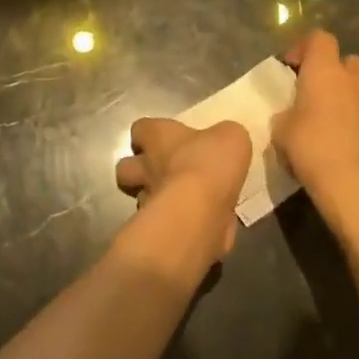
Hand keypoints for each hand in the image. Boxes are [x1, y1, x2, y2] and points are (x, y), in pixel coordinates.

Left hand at [115, 117, 250, 262]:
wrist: (199, 212)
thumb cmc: (209, 163)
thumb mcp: (230, 136)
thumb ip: (224, 136)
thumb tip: (223, 142)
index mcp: (157, 137)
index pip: (141, 128)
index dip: (150, 133)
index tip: (165, 139)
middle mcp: (145, 166)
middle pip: (127, 167)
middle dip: (139, 170)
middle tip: (164, 172)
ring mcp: (147, 201)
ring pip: (140, 197)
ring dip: (155, 198)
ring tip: (181, 201)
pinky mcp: (157, 230)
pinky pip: (162, 225)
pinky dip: (175, 224)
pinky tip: (196, 223)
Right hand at [271, 30, 358, 201]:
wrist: (357, 184)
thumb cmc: (312, 150)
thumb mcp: (281, 131)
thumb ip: (286, 114)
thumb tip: (293, 116)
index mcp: (324, 72)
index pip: (319, 38)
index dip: (305, 48)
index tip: (293, 68)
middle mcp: (355, 78)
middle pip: (347, 61)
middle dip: (334, 72)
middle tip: (318, 95)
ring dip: (353, 94)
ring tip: (340, 118)